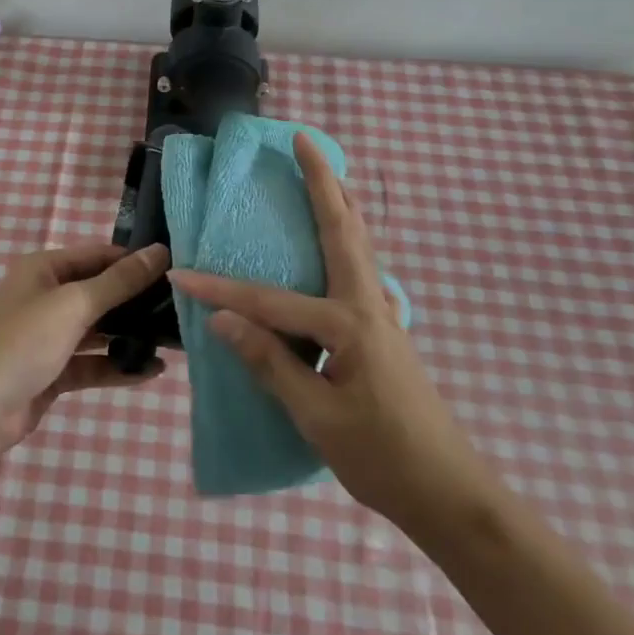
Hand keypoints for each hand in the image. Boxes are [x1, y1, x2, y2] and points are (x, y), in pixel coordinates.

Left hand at [0, 242, 170, 450]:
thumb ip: (119, 281)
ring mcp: (48, 337)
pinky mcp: (52, 373)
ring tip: (173, 340)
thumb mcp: (74, 304)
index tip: (174, 271)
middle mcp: (45, 297)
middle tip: (180, 309)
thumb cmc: (23, 341)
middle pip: (99, 293)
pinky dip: (118, 366)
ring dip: (130, 335)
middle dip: (136, 301)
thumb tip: (159, 252)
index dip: (133, 261)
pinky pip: (92, 363)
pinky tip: (151, 371)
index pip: (97, 255)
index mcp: (44, 269)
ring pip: (98, 331)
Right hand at [170, 134, 499, 542]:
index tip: (183, 276)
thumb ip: (272, 363)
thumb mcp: (317, 417)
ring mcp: (382, 313)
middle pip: (343, 229)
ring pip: (360, 241)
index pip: (270, 302)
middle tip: (304, 141)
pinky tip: (341, 238)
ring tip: (326, 170)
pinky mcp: (385, 327)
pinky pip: (363, 265)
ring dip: (341, 201)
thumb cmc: (382, 457)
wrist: (450, 493)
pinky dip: (350, 234)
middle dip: (322, 182)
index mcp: (348, 325)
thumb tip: (223, 320)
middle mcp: (368, 305)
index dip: (223, 291)